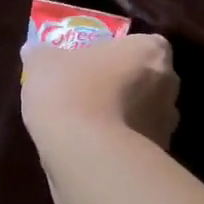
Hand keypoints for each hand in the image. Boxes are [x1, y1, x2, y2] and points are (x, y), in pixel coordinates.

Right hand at [21, 33, 180, 149]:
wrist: (86, 154)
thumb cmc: (71, 92)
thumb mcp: (42, 63)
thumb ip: (42, 53)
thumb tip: (34, 50)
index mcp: (150, 51)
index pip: (142, 44)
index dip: (119, 52)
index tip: (94, 62)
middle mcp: (169, 85)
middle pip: (146, 79)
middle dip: (123, 85)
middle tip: (87, 90)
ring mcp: (166, 125)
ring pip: (142, 114)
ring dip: (121, 117)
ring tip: (85, 126)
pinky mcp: (156, 159)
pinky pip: (134, 144)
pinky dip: (117, 145)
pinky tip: (89, 149)